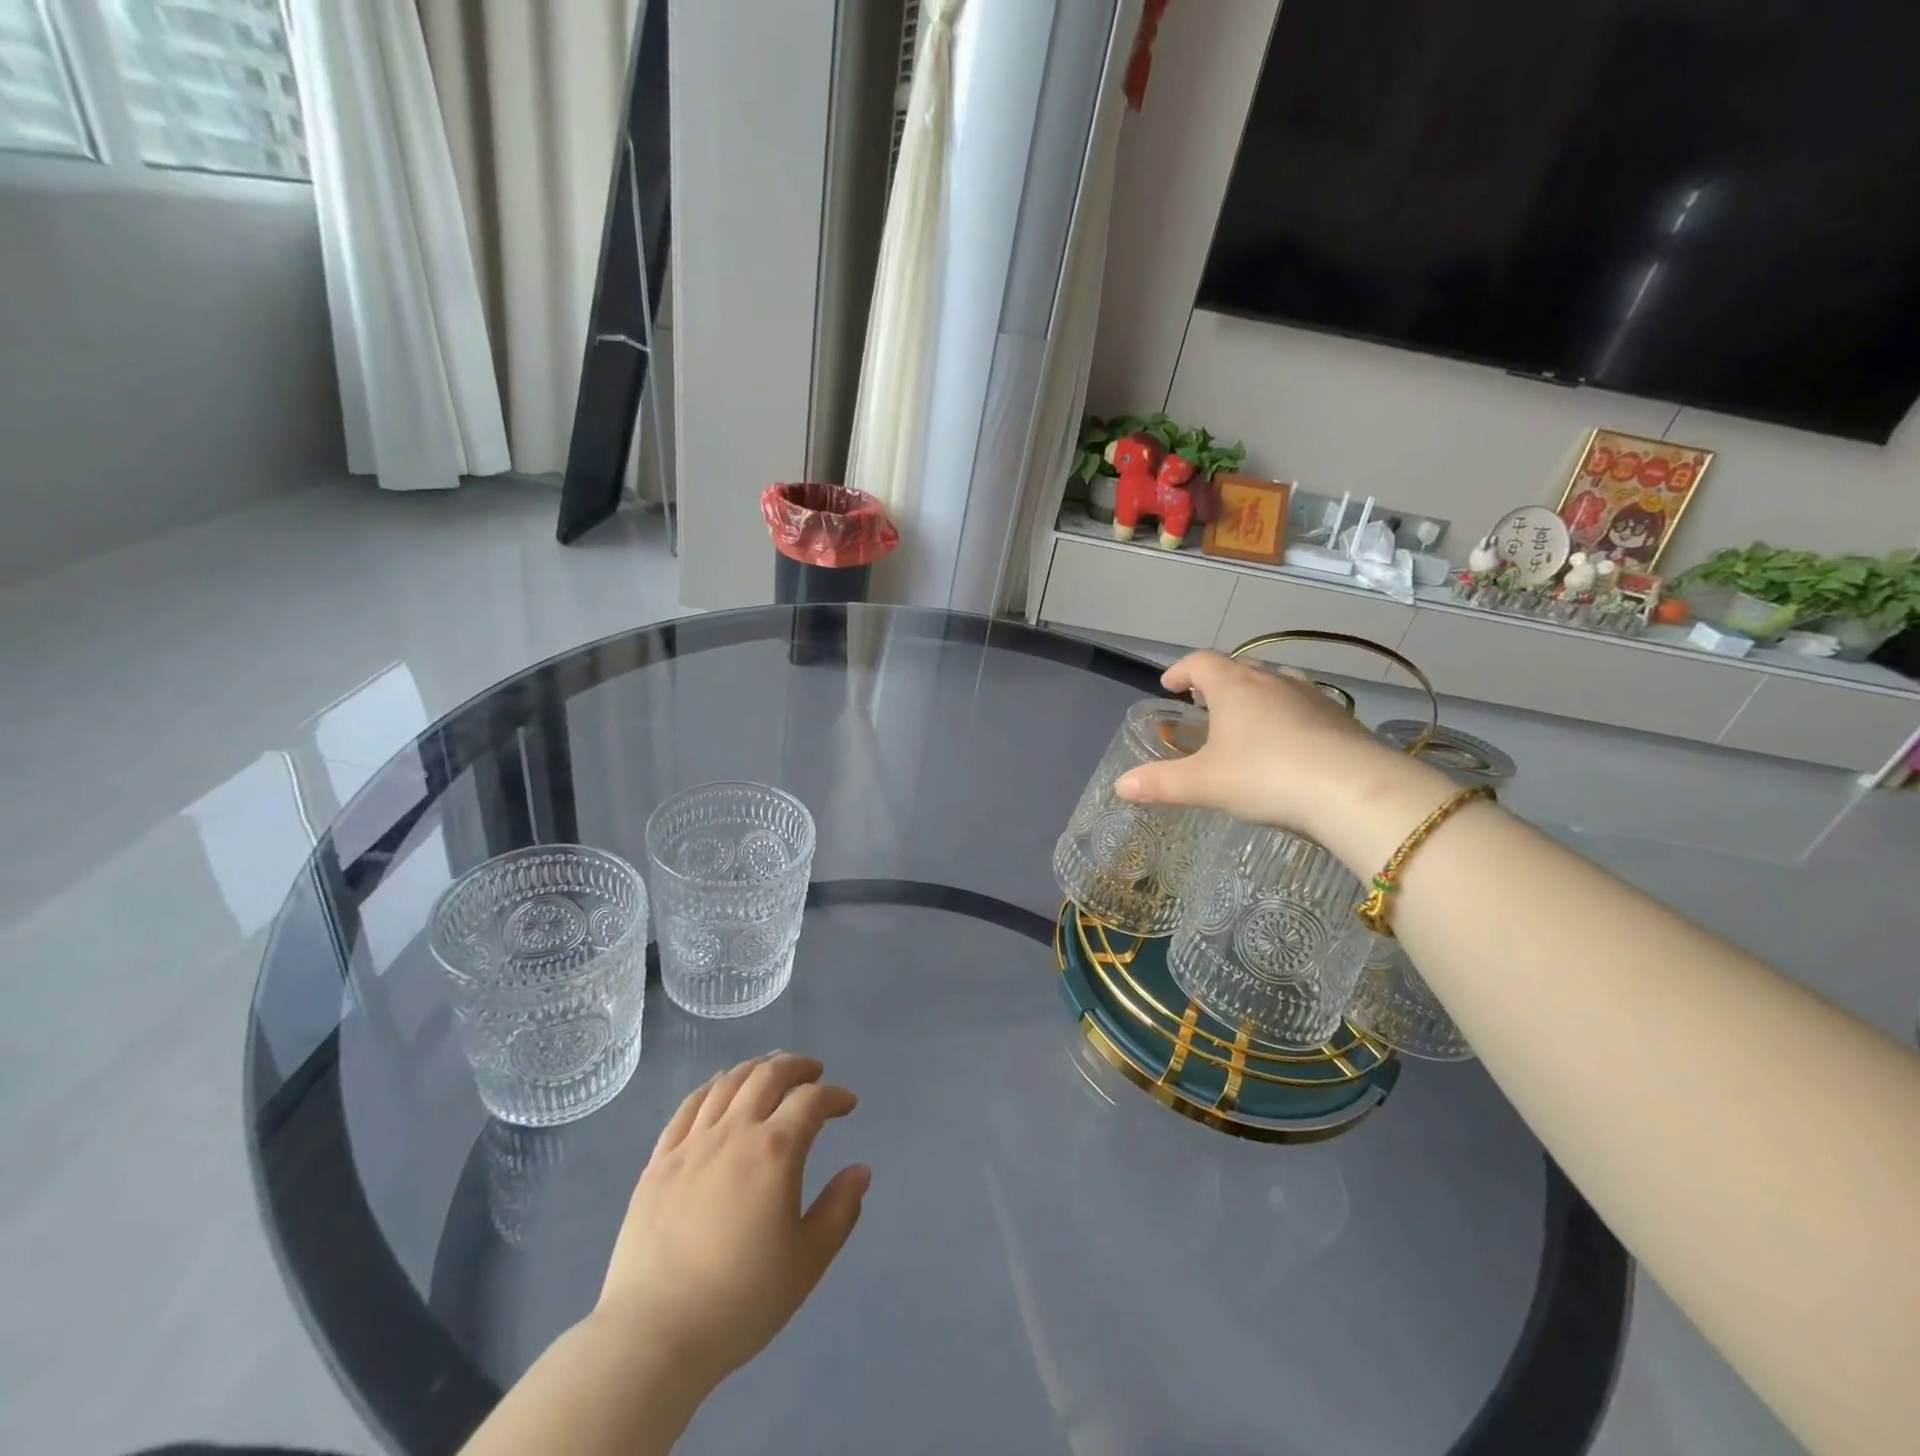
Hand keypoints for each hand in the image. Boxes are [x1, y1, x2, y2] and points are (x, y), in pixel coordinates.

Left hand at [596, 1054, 869, 1395]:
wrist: (653, 1336)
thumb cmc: (740, 1301)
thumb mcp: (807, 1262)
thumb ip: (840, 1210)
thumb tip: (860, 1170)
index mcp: (775, 1151)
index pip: (812, 1100)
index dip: (835, 1096)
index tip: (847, 1104)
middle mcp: (734, 1132)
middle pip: (768, 1075)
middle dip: (797, 1066)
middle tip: (814, 1072)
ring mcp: (692, 1143)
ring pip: (728, 1082)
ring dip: (757, 1068)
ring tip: (771, 1070)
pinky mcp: (659, 1160)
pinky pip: (689, 1105)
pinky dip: (713, 1086)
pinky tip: (721, 1088)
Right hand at [1115, 651, 1455, 871]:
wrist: (1354, 790)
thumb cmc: (1265, 775)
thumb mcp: (1204, 784)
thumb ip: (1160, 783)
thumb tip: (1120, 786)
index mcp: (1234, 685)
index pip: (1200, 662)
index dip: (1181, 671)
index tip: (1168, 685)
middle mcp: (1273, 681)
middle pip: (1239, 669)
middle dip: (1217, 683)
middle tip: (1203, 704)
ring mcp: (1312, 697)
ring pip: (1276, 685)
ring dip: (1255, 698)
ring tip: (1245, 723)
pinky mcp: (1341, 720)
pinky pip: (1304, 709)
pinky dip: (1287, 719)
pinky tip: (1288, 748)